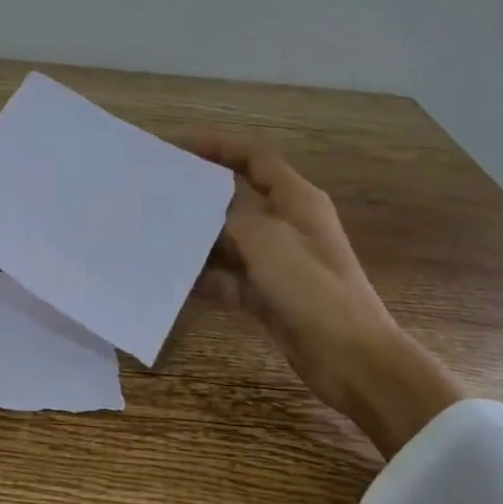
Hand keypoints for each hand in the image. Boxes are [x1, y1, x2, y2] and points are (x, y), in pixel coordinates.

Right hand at [182, 134, 462, 456]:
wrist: (350, 358)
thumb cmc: (312, 288)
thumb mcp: (266, 240)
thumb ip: (228, 214)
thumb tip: (196, 206)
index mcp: (295, 200)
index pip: (254, 157)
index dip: (218, 146)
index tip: (176, 145)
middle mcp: (285, 224)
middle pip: (235, 198)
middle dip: (196, 195)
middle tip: (154, 192)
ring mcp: (276, 262)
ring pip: (226, 240)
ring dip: (195, 239)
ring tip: (152, 234)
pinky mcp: (266, 294)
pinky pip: (226, 277)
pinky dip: (203, 277)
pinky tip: (171, 278)